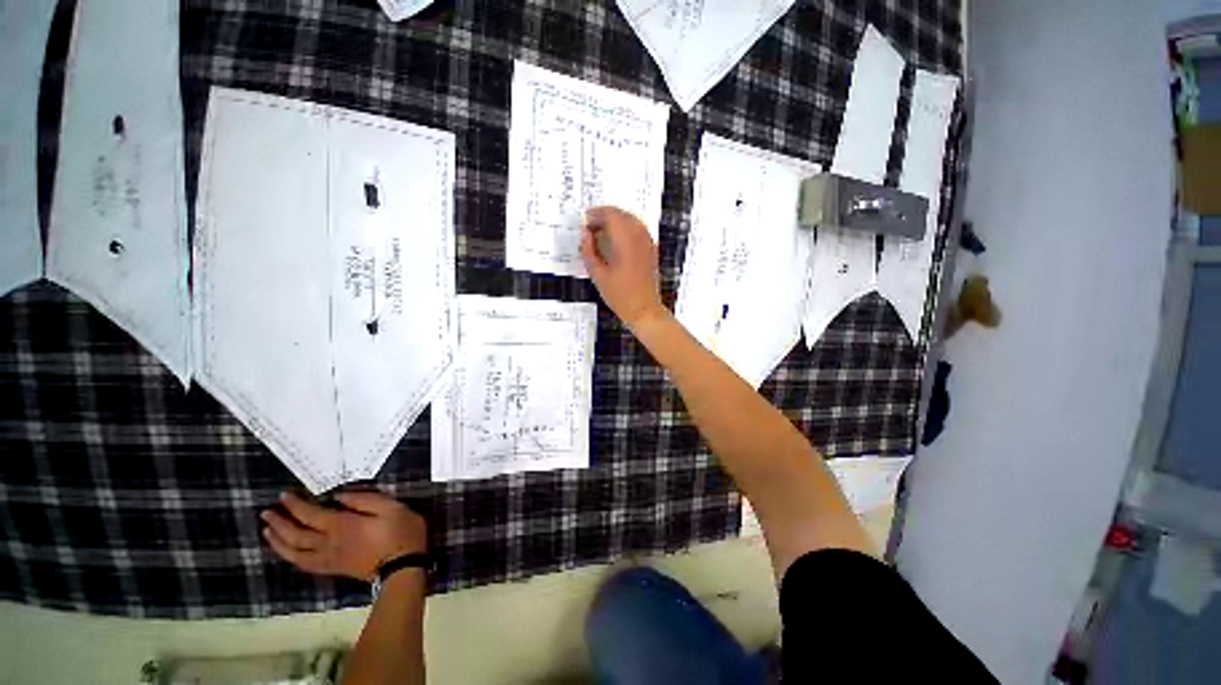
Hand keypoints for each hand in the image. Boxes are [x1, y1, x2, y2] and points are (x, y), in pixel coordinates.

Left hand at [261, 491, 426, 581]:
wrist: (404, 567)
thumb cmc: (401, 532)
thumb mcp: (391, 507)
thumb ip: (365, 499)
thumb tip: (339, 495)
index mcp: (342, 526)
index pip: (310, 515)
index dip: (295, 505)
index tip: (283, 495)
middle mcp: (329, 543)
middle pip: (296, 535)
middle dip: (279, 523)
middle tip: (267, 512)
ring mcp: (329, 558)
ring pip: (294, 552)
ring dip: (278, 541)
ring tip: (268, 531)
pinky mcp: (333, 568)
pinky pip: (304, 564)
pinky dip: (291, 557)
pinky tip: (287, 552)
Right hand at [580, 206, 667, 329]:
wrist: (644, 309)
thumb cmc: (620, 296)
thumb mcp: (597, 275)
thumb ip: (588, 251)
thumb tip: (585, 235)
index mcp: (625, 242)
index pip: (610, 215)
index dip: (595, 215)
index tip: (585, 222)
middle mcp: (638, 238)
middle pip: (621, 214)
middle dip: (605, 216)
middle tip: (591, 227)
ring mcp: (647, 242)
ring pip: (631, 219)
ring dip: (616, 220)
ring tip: (602, 233)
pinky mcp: (651, 249)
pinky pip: (638, 228)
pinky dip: (626, 227)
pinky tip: (617, 240)